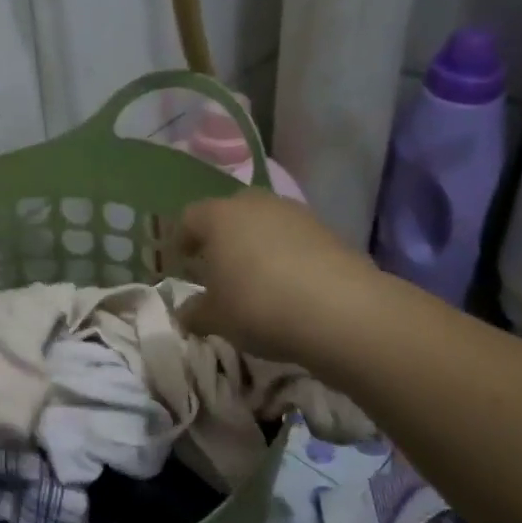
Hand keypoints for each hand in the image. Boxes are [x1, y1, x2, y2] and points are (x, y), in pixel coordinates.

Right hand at [168, 191, 372, 362]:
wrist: (339, 309)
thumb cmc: (258, 306)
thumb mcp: (216, 318)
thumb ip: (195, 313)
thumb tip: (186, 313)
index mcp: (219, 216)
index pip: (189, 217)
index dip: (182, 239)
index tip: (182, 261)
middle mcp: (255, 204)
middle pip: (230, 213)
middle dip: (222, 237)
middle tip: (219, 267)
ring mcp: (295, 213)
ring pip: (266, 223)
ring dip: (257, 244)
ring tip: (257, 278)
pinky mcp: (328, 230)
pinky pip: (295, 238)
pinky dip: (287, 255)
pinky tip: (290, 284)